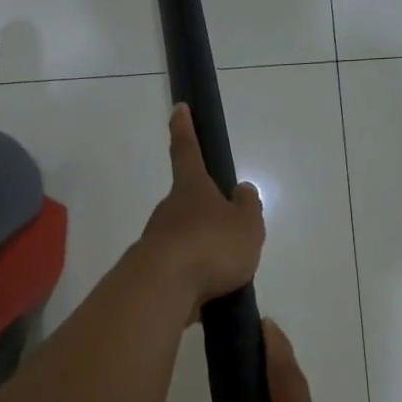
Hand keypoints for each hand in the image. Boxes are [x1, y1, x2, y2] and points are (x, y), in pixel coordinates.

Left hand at [136, 104, 265, 308]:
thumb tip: (241, 191)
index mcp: (191, 188)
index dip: (185, 129)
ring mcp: (157, 240)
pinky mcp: (154, 272)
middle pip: (188, 202)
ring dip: (203, 249)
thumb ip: (248, 207)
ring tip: (229, 271)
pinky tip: (211, 292)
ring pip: (185, 237)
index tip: (178, 108)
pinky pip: (181, 268)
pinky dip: (196, 276)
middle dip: (206, 213)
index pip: (187, 150)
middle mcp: (169, 209)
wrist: (163, 289)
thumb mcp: (246, 225)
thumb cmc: (210, 245)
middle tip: (230, 233)